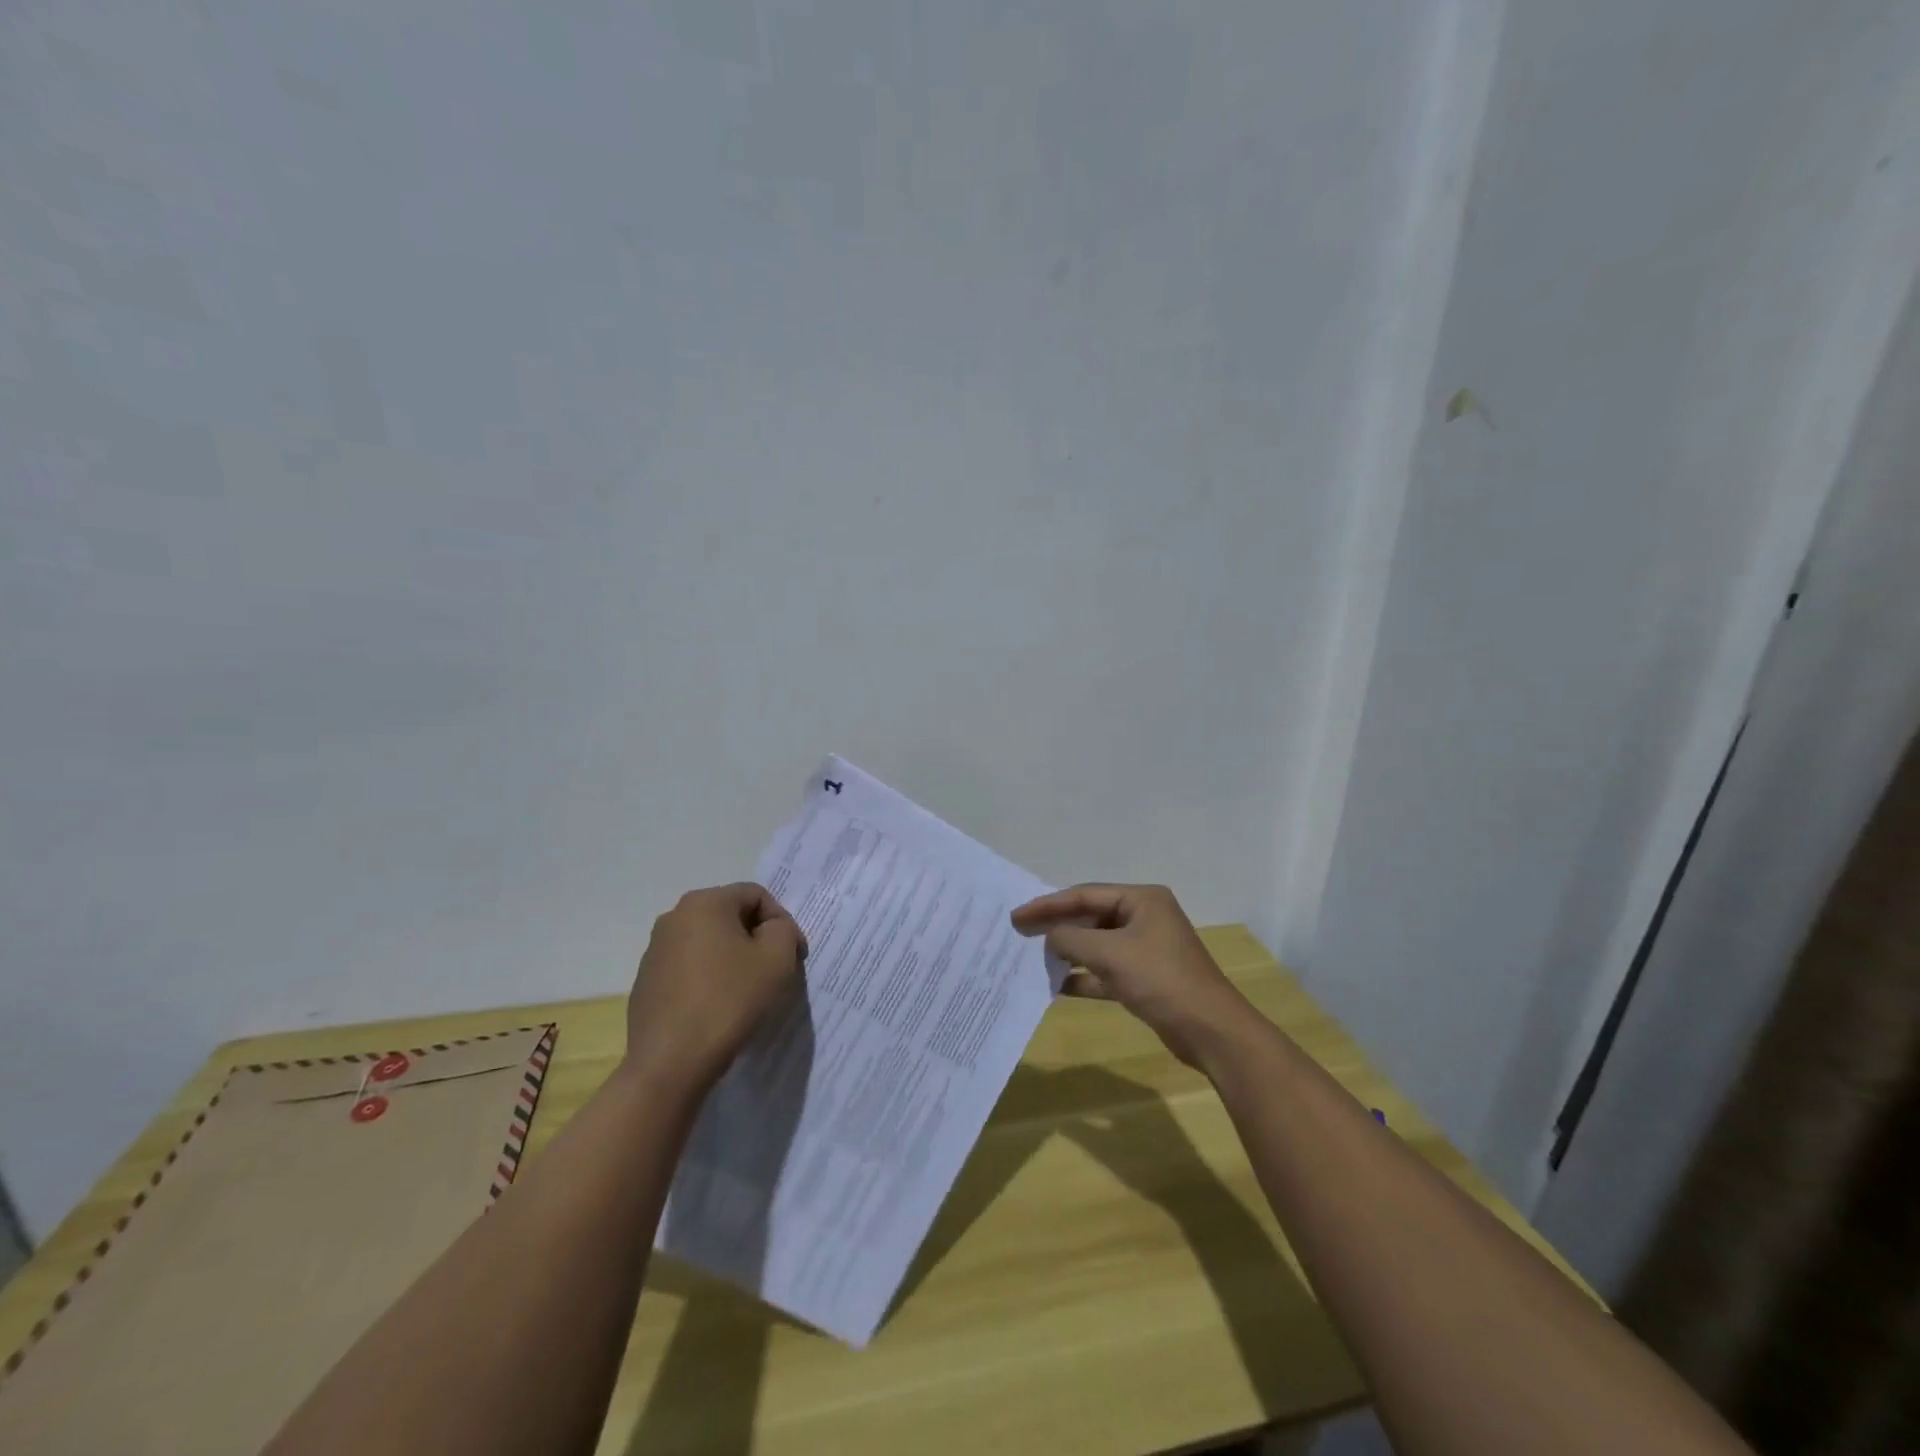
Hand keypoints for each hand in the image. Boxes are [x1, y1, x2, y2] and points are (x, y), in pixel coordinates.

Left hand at [624, 882, 806, 1092]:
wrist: (670, 1063)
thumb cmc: (729, 1000)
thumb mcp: (777, 958)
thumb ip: (783, 930)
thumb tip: (771, 930)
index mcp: (704, 903)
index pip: (757, 896)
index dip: (782, 922)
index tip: (794, 956)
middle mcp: (674, 917)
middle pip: (731, 917)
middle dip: (757, 940)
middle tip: (776, 973)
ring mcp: (655, 951)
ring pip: (709, 943)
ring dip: (733, 959)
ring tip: (748, 993)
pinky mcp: (646, 983)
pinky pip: (689, 969)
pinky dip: (709, 979)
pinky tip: (718, 1009)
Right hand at [1011, 883, 1251, 1068]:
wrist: (1210, 1030)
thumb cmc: (1161, 979)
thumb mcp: (1110, 954)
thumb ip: (1072, 940)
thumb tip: (1050, 937)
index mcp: (1142, 899)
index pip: (1085, 894)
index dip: (1048, 904)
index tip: (1018, 915)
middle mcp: (1145, 917)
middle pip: (1091, 917)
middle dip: (1057, 927)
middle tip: (1020, 933)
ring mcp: (1146, 949)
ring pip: (1097, 945)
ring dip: (1068, 952)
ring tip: (1034, 959)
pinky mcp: (1145, 978)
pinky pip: (1106, 971)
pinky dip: (1083, 976)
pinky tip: (1057, 985)